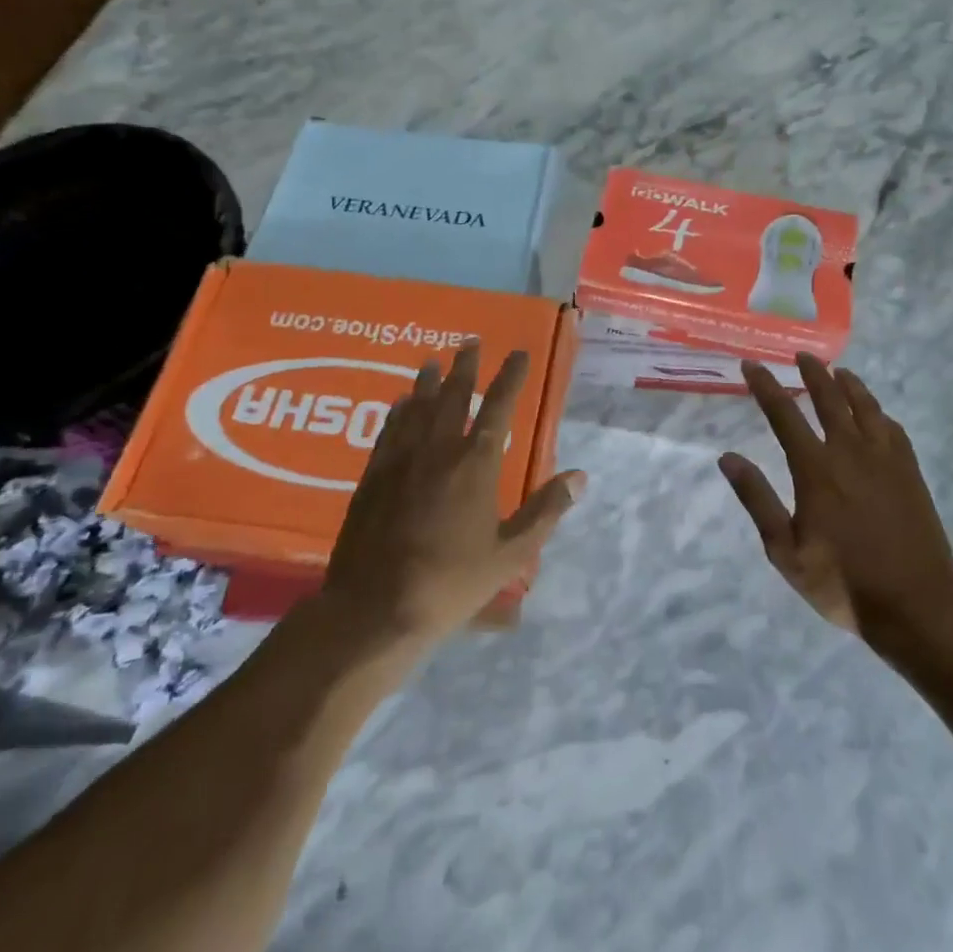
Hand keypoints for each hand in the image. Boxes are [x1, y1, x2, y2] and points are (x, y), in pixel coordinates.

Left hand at [317, 341, 582, 651]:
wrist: (374, 609)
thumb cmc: (451, 583)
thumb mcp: (510, 554)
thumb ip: (545, 511)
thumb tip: (579, 476)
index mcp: (476, 464)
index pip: (499, 407)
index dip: (511, 376)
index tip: (519, 353)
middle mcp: (438, 450)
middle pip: (453, 396)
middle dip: (466, 367)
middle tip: (470, 342)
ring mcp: (401, 460)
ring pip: (417, 407)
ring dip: (428, 382)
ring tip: (433, 362)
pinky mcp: (373, 477)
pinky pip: (389, 431)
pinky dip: (398, 412)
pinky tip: (398, 404)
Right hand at [719, 355, 952, 648]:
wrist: (916, 607)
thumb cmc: (843, 583)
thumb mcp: (786, 551)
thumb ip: (757, 499)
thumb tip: (727, 457)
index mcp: (816, 469)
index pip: (784, 414)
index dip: (766, 386)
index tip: (752, 365)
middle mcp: (850, 452)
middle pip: (829, 399)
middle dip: (812, 374)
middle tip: (802, 355)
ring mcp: (886, 460)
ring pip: (865, 407)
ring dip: (848, 384)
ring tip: (838, 371)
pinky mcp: (911, 472)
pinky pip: (893, 429)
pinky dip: (879, 412)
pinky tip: (875, 413)